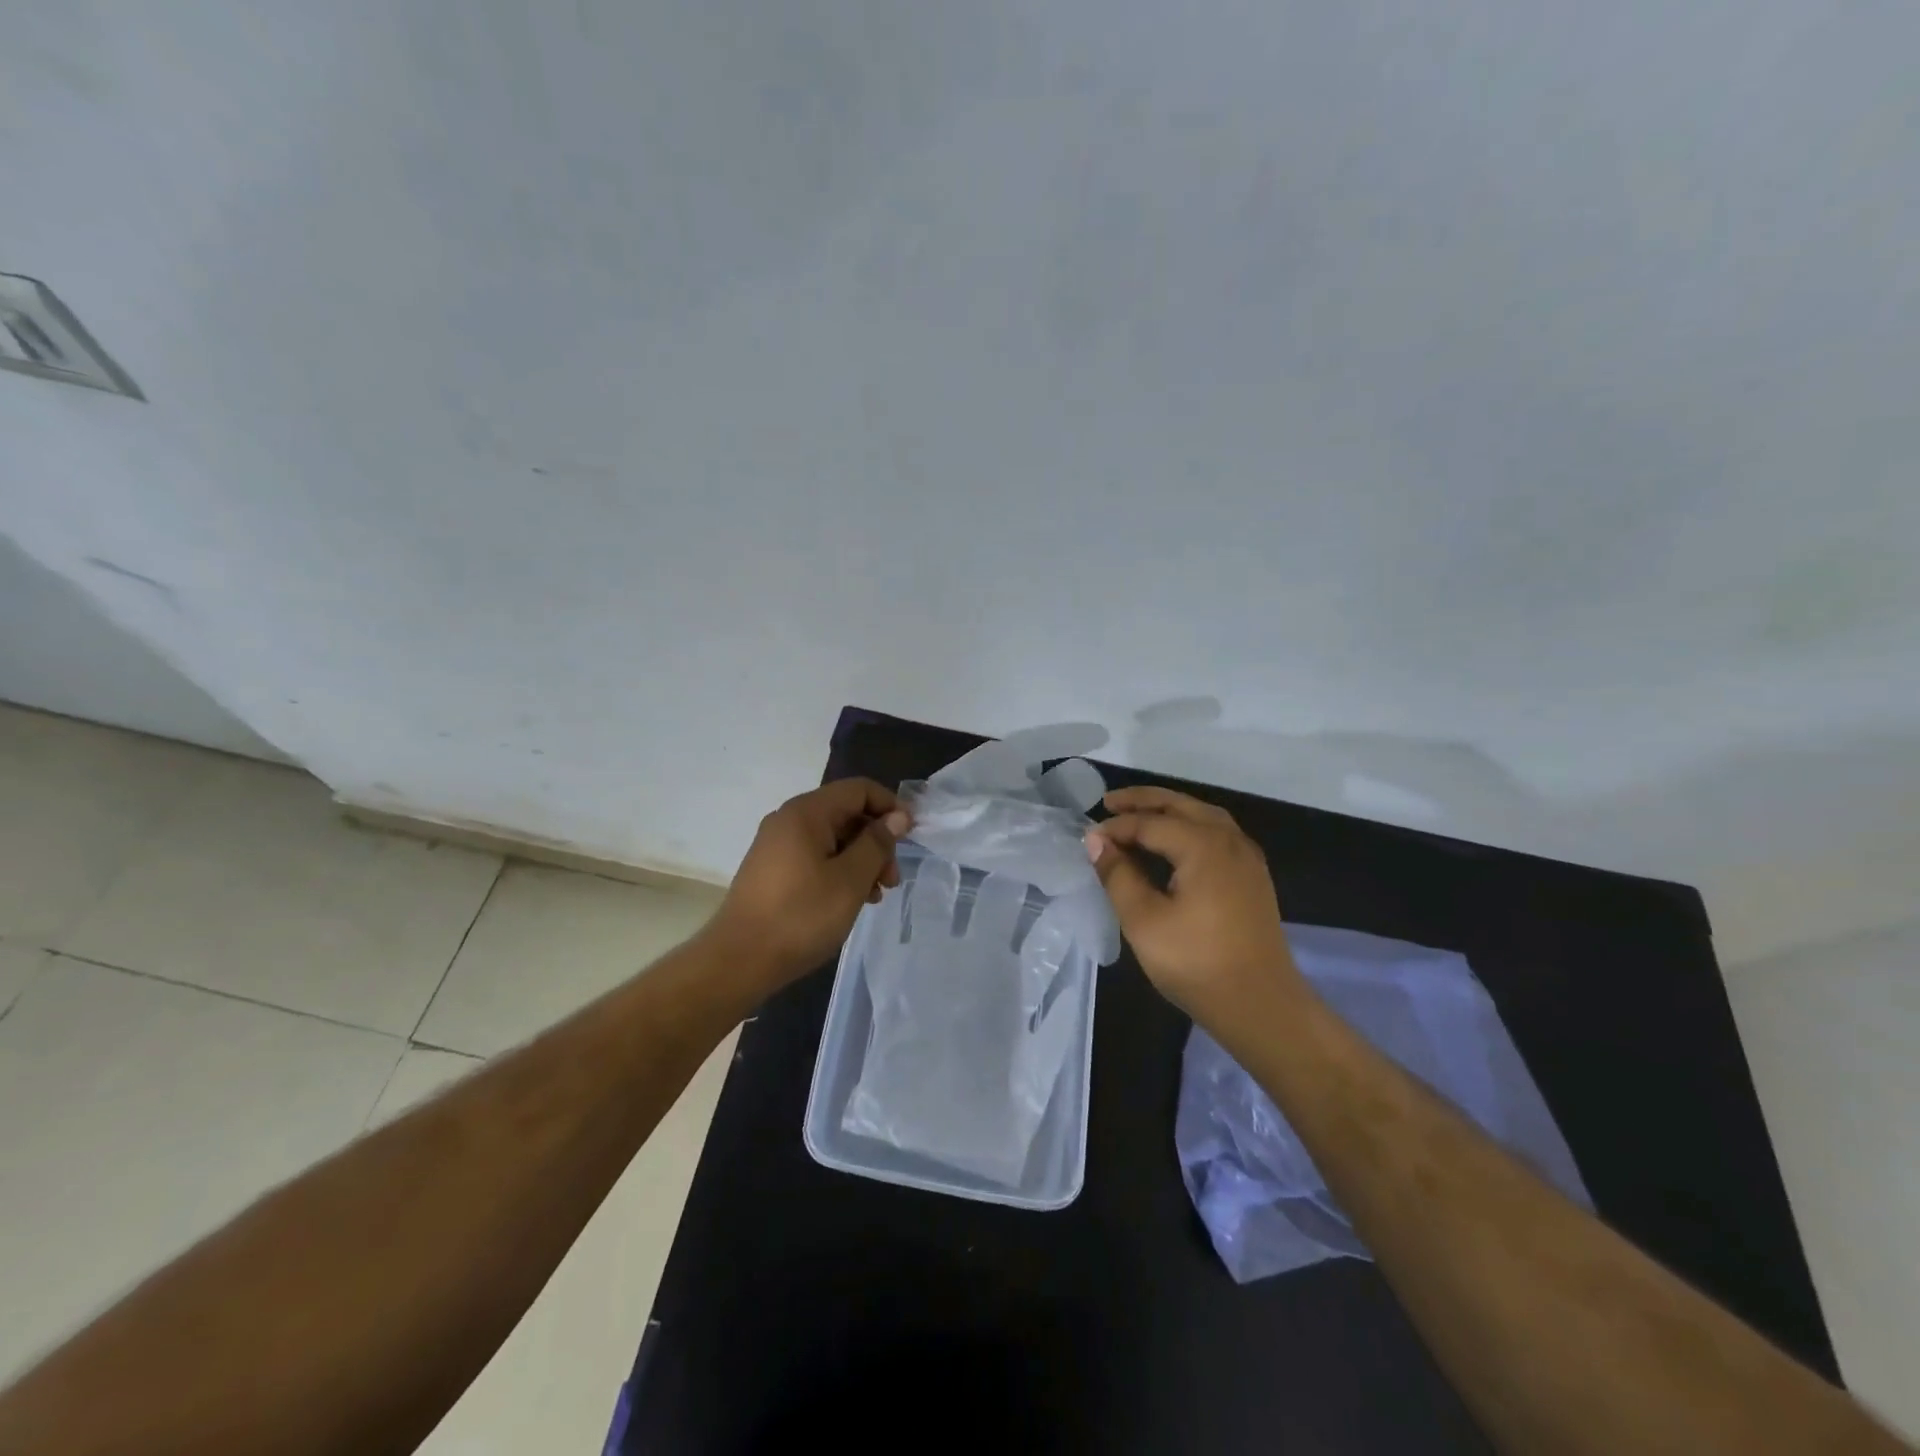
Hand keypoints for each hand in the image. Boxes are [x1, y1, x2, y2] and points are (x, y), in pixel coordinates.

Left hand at [707, 778, 909, 993]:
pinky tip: (850, 900)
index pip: (858, 789)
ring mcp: (777, 845)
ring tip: (875, 896)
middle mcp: (788, 820)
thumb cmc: (801, 916)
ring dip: (860, 860)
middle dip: (876, 841)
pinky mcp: (772, 870)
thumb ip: (876, 844)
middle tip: (892, 879)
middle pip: (846, 814)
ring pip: (832, 839)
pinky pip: (815, 857)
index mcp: (806, 813)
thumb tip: (895, 817)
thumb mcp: (850, 880)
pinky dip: (839, 871)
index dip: (889, 806)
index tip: (910, 836)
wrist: (739, 961)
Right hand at [1084, 786, 1305, 1034]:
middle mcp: (1229, 840)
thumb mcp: (1144, 921)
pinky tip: (1174, 844)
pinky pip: (1217, 834)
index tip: (1087, 839)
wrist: (1262, 1007)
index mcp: (1203, 845)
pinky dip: (1189, 827)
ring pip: (1203, 817)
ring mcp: (1247, 858)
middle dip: (1144, 801)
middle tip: (1109, 803)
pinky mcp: (1252, 878)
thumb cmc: (1197, 963)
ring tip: (1138, 816)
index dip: (1116, 828)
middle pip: (1181, 806)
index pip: (1150, 823)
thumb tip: (1096, 840)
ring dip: (1169, 810)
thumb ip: (1118, 875)